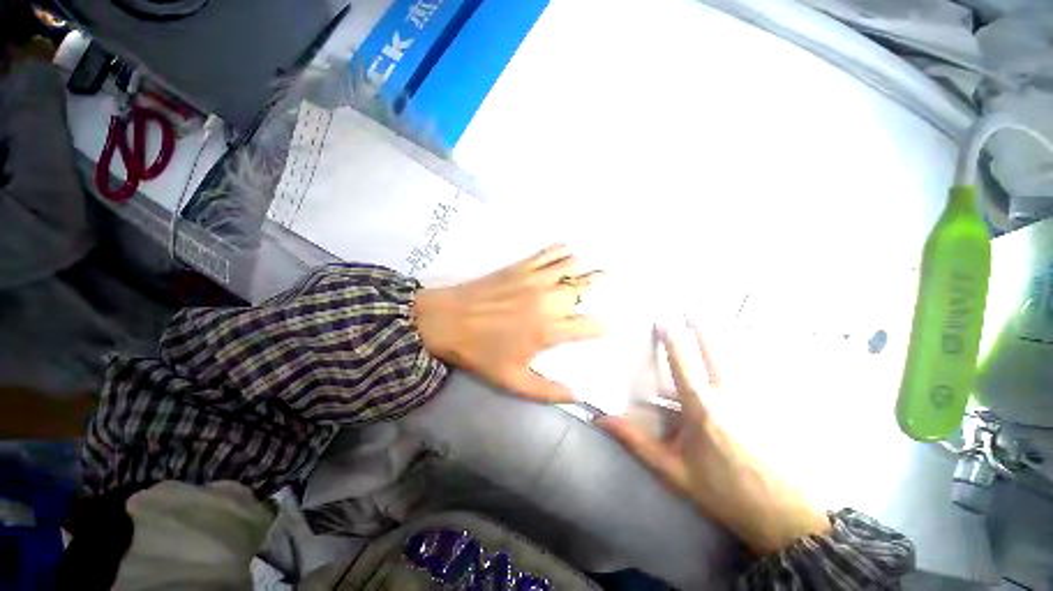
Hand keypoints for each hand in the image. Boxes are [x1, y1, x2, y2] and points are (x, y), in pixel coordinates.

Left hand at [413, 245, 603, 402]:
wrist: (446, 320)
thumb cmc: (479, 352)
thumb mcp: (512, 380)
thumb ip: (547, 391)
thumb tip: (577, 396)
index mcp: (549, 330)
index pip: (589, 325)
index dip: (599, 328)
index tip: (598, 329)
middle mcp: (548, 300)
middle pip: (585, 288)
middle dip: (600, 286)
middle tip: (607, 283)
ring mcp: (535, 279)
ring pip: (571, 266)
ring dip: (586, 267)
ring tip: (593, 269)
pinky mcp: (521, 266)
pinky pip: (549, 253)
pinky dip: (562, 251)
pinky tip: (567, 253)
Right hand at [597, 320, 830, 555]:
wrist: (783, 515)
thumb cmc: (722, 491)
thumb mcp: (673, 470)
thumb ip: (636, 442)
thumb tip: (601, 421)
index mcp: (702, 408)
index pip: (683, 362)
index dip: (672, 338)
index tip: (663, 318)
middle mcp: (729, 394)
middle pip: (715, 350)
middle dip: (702, 326)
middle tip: (692, 306)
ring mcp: (755, 397)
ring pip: (738, 356)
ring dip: (724, 334)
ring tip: (714, 315)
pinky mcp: (772, 405)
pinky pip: (755, 370)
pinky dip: (746, 353)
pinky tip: (749, 347)